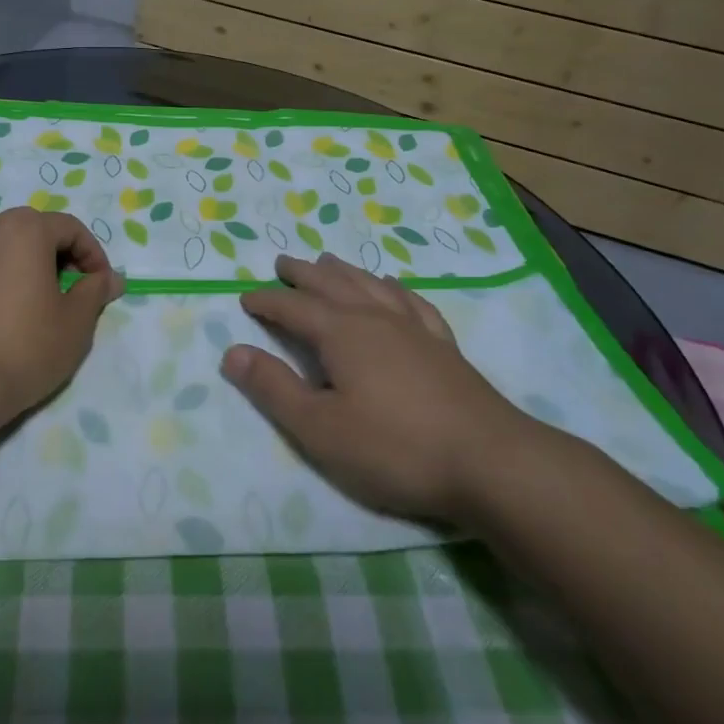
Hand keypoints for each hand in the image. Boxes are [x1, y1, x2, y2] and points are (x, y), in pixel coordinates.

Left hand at [0, 207, 123, 438]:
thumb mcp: (77, 323)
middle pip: (30, 225)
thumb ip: (95, 291)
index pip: (71, 229)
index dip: (92, 255)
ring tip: (17, 275)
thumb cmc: (25, 349)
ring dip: (6, 243)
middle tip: (66, 288)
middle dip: (54, 250)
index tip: (100, 286)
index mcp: (28, 230)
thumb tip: (109, 277)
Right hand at [221, 253, 550, 525]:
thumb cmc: (395, 448)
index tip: (246, 298)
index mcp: (341, 333)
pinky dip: (395, 288)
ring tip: (329, 262)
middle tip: (283, 263)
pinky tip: (394, 287)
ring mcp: (414, 328)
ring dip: (345, 272)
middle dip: (303, 274)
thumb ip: (274, 389)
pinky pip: (412, 302)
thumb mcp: (320, 428)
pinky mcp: (444, 346)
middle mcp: (375, 318)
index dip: (267, 301)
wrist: (490, 462)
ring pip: (371, 285)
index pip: (293, 308)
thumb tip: (232, 352)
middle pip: (332, 284)